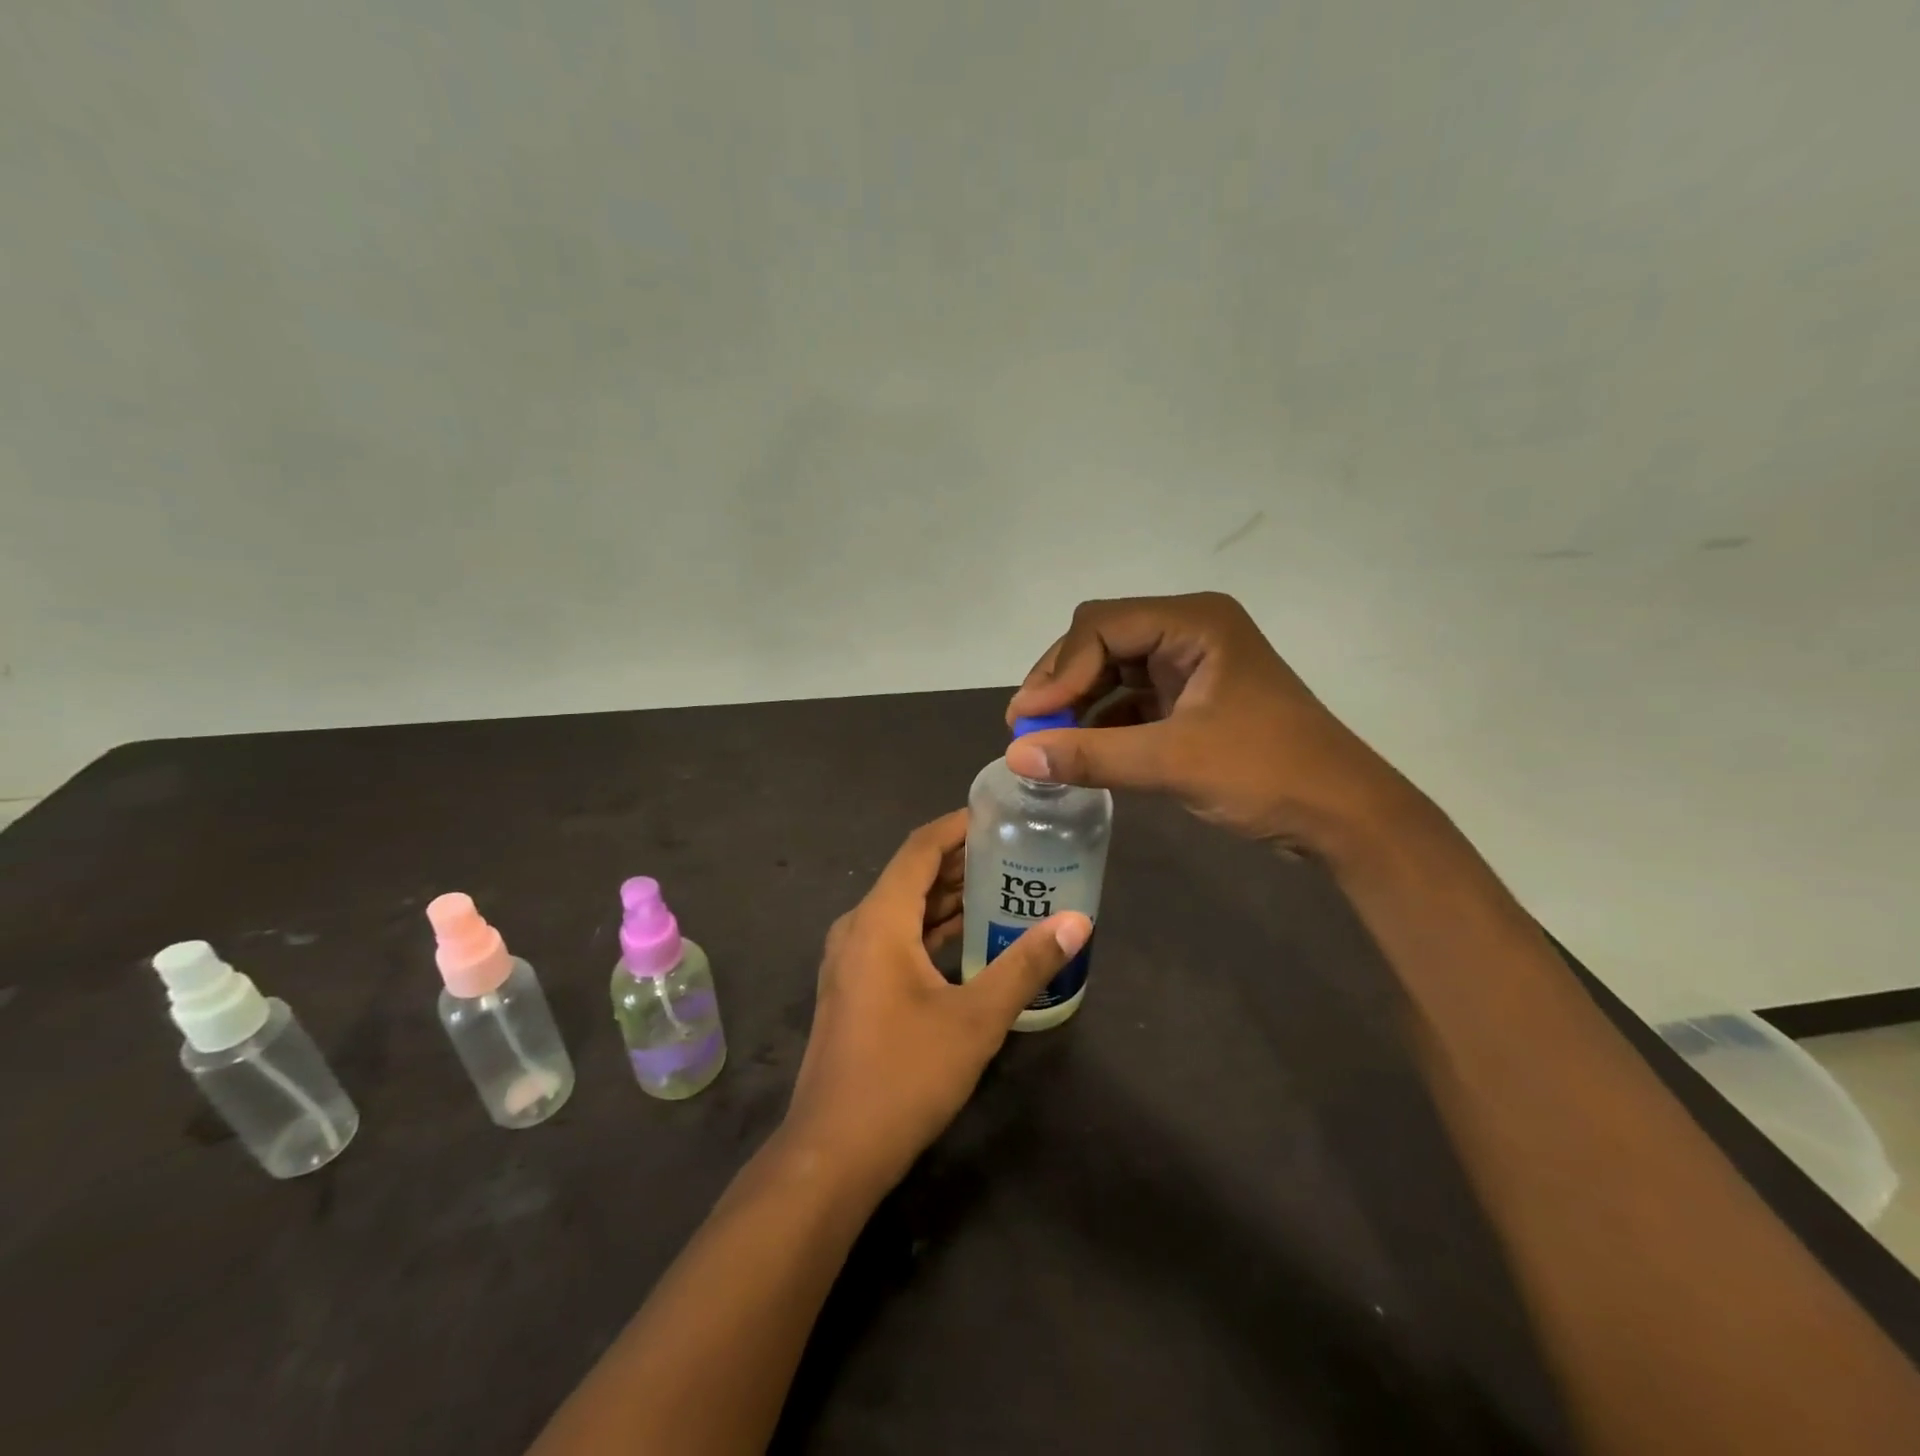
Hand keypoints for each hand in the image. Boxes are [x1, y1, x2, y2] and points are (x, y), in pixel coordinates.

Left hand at [784, 810, 1091, 1194]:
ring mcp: (850, 960)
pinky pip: (895, 939)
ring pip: (903, 910)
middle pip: (911, 876)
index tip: (1000, 815)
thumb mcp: (976, 1019)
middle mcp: (858, 928)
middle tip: (1016, 853)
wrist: (833, 1152)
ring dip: (947, 898)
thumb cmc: (904, 1075)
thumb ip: (1026, 965)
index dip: (958, 825)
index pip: (920, 848)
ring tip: (1003, 888)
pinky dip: (931, 930)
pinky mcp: (853, 988)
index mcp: (879, 920)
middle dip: (961, 861)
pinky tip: (969, 939)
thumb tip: (1077, 922)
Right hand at [1005, 592, 1418, 853]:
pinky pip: (1132, 698)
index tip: (1027, 719)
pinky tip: (1080, 749)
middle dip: (1062, 683)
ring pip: (1113, 670)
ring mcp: (1191, 666)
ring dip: (1078, 703)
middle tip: (1026, 728)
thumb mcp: (1172, 762)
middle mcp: (1189, 632)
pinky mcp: (1191, 699)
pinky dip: (1103, 721)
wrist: (1343, 816)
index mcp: (1194, 623)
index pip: (1101, 626)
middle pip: (1102, 641)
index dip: (1057, 670)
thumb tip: (1015, 755)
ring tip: (1045, 741)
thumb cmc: (1266, 774)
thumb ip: (1090, 755)